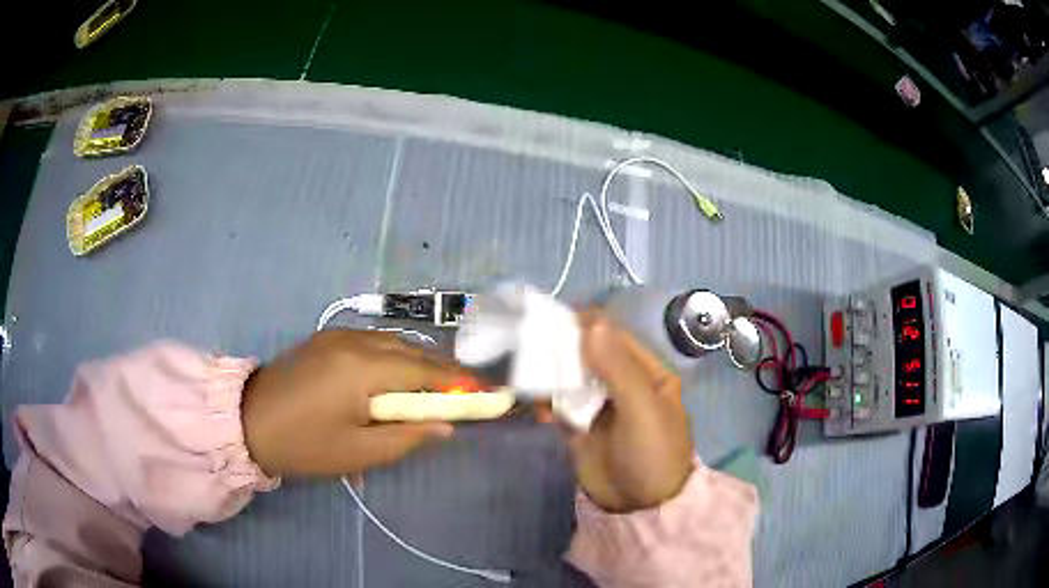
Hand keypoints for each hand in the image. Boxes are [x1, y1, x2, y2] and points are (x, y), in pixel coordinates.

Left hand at [242, 330, 471, 476]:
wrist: (247, 420)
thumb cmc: (304, 444)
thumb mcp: (358, 453)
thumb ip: (406, 437)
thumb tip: (444, 426)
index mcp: (364, 369)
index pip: (425, 370)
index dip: (458, 382)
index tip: (487, 391)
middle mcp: (356, 341)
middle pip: (412, 351)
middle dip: (442, 370)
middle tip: (464, 392)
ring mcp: (339, 335)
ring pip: (393, 342)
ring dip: (418, 362)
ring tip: (433, 388)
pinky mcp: (326, 338)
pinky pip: (373, 342)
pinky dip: (394, 357)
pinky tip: (396, 377)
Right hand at [549, 314, 694, 512]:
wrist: (640, 507)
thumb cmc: (652, 453)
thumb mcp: (643, 409)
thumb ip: (618, 368)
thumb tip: (592, 324)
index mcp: (647, 373)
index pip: (615, 338)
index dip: (587, 325)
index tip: (555, 318)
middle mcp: (623, 384)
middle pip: (589, 355)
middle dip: (563, 348)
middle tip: (532, 342)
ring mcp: (600, 406)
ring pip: (571, 378)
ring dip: (550, 374)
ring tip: (527, 371)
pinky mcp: (579, 427)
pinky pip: (559, 406)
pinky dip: (545, 402)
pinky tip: (535, 407)